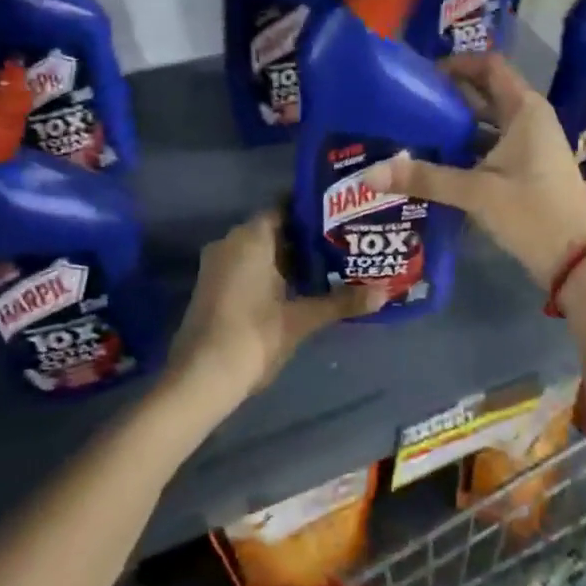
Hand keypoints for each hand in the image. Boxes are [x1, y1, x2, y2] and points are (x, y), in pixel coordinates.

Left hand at [168, 210, 383, 410]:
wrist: (200, 379)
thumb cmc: (253, 336)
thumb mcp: (302, 319)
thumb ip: (341, 302)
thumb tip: (385, 293)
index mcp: (251, 237)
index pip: (286, 206)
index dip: (314, 210)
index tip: (343, 215)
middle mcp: (231, 242)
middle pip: (275, 229)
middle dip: (308, 237)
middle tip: (345, 242)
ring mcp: (218, 265)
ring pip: (262, 251)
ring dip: (291, 258)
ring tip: (332, 264)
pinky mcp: (214, 287)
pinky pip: (249, 267)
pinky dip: (273, 273)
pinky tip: (301, 289)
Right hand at [364, 53, 585, 287]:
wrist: (579, 259)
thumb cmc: (533, 211)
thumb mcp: (477, 192)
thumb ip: (425, 179)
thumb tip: (369, 174)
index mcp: (525, 110)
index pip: (489, 67)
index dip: (457, 64)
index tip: (422, 74)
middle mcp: (529, 120)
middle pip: (485, 94)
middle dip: (449, 97)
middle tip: (408, 103)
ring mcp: (530, 147)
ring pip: (487, 125)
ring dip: (455, 126)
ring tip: (413, 131)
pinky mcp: (526, 171)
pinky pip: (491, 149)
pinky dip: (466, 151)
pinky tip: (436, 163)